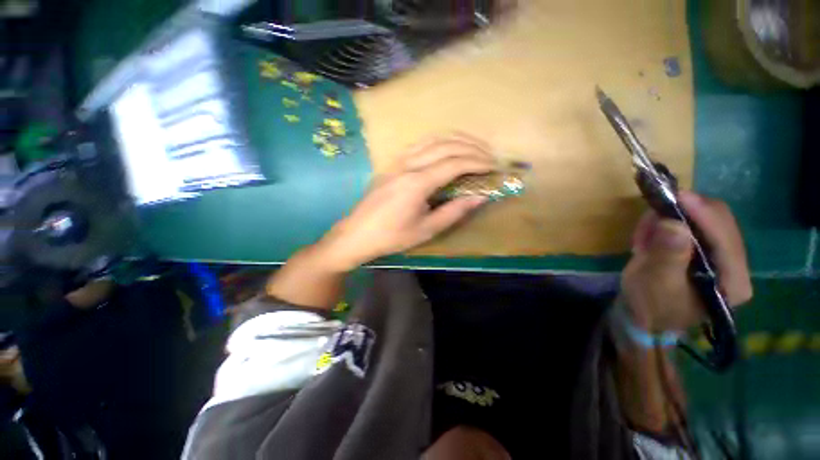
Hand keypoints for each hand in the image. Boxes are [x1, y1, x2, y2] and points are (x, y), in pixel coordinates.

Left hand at [316, 135, 497, 270]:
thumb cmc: (392, 236)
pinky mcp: (391, 163)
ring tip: (473, 147)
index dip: (477, 162)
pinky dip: (437, 142)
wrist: (357, 234)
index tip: (493, 166)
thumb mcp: (426, 229)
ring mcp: (397, 161)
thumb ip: (454, 211)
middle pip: (445, 146)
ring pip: (431, 140)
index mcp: (417, 183)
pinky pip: (418, 145)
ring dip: (455, 140)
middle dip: (471, 147)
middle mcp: (407, 165)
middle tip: (488, 155)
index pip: (454, 163)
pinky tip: (446, 149)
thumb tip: (479, 197)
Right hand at [620, 192, 751, 332]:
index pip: (725, 238)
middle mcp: (735, 267)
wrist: (643, 316)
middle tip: (653, 213)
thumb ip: (667, 256)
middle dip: (686, 214)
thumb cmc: (649, 305)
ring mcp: (722, 258)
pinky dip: (671, 224)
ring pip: (706, 221)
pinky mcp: (707, 253)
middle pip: (719, 224)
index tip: (677, 195)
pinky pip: (694, 226)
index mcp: (732, 282)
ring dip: (674, 219)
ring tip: (646, 232)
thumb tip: (673, 224)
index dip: (703, 214)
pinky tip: (652, 235)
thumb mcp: (653, 283)